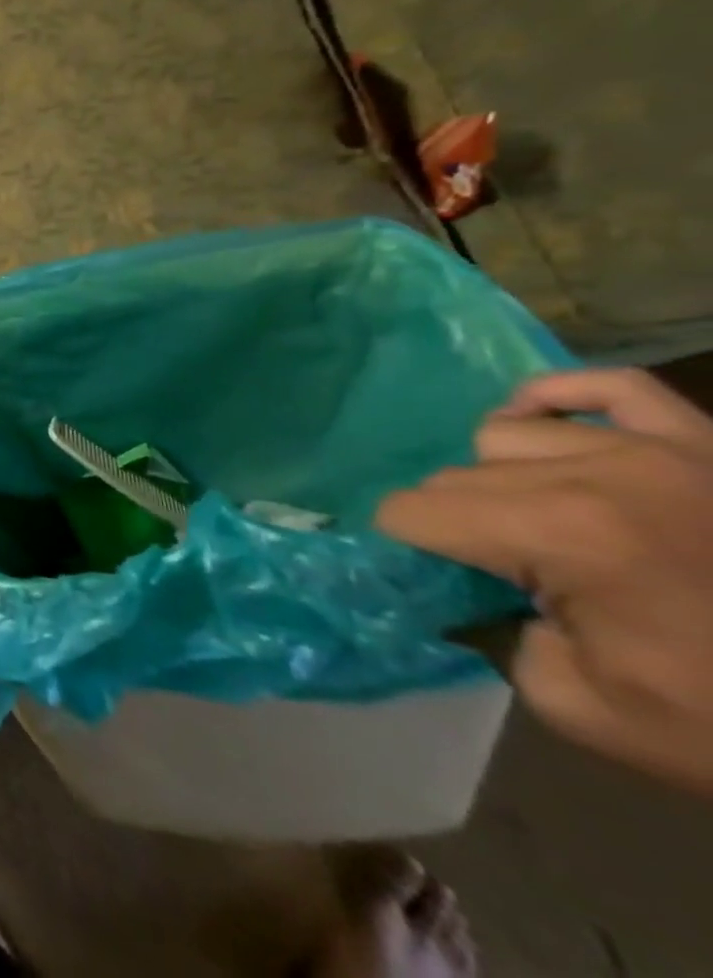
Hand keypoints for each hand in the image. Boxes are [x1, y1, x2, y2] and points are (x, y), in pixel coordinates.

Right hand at [376, 368, 712, 795]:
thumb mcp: (584, 708)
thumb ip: (493, 633)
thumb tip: (465, 592)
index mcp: (560, 533)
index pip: (413, 512)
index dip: (412, 550)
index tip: (444, 586)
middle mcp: (597, 472)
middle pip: (456, 476)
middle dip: (461, 525)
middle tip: (507, 576)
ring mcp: (662, 449)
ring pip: (507, 436)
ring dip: (505, 479)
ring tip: (548, 524)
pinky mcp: (707, 444)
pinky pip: (609, 387)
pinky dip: (559, 399)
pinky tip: (547, 427)